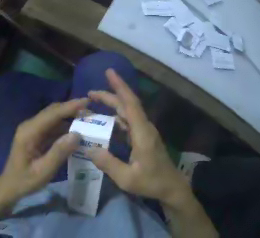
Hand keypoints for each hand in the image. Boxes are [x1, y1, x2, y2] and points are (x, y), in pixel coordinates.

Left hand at [0, 98, 87, 200]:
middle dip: (72, 109)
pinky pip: (52, 128)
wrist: (11, 186)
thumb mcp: (43, 171)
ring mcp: (32, 131)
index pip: (52, 114)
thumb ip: (59, 152)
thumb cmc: (25, 180)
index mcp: (29, 132)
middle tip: (91, 112)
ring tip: (88, 121)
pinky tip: (76, 132)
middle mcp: (29, 127)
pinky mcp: (35, 136)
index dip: (70, 106)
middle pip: (52, 112)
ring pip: (53, 118)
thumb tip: (77, 134)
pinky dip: (65, 128)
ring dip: (69, 118)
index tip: (88, 101)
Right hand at [87, 69, 189, 205]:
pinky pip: (129, 124)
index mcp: (142, 133)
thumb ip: (108, 163)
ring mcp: (146, 133)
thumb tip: (89, 149)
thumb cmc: (152, 182)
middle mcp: (145, 128)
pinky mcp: (145, 139)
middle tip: (90, 93)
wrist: (171, 187)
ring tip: (95, 104)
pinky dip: (117, 119)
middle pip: (127, 105)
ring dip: (113, 106)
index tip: (109, 72)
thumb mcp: (127, 178)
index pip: (130, 104)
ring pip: (128, 113)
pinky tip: (108, 123)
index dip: (120, 86)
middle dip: (110, 95)